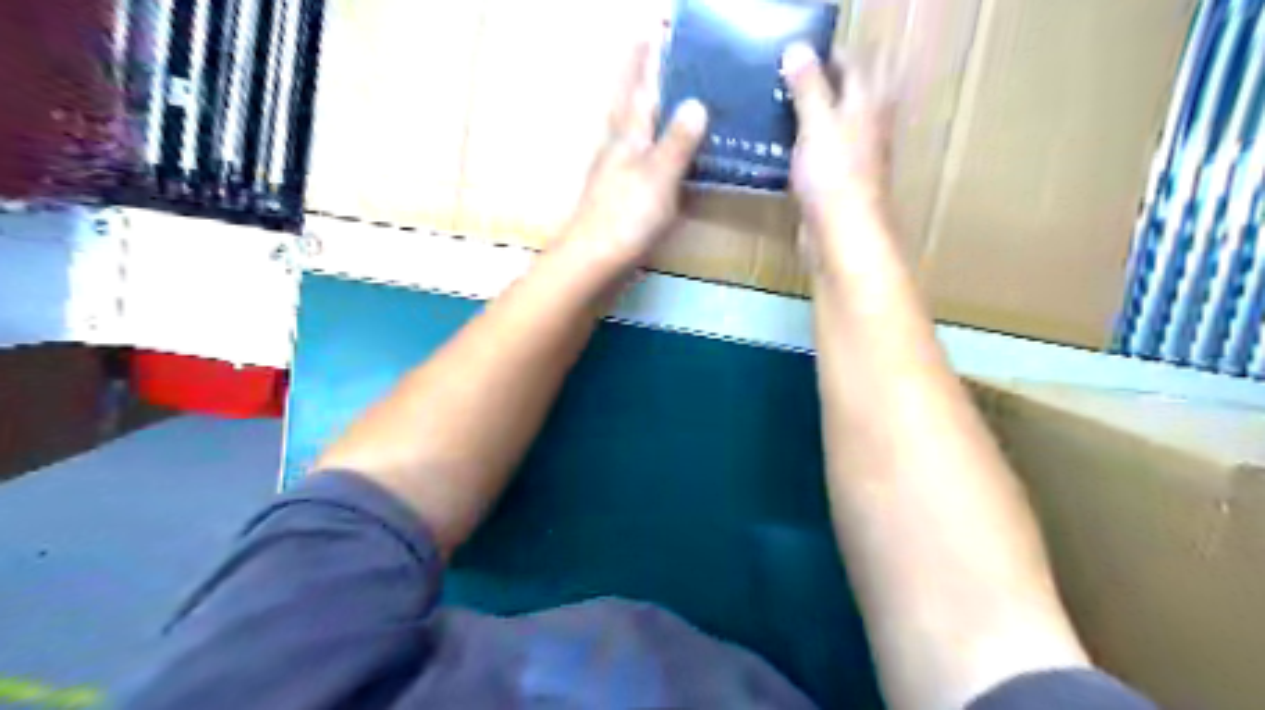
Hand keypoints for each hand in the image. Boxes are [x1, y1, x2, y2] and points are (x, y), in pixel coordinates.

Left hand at [554, 40, 711, 280]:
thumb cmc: (626, 217)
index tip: (654, 28)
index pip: (641, 87)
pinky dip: (658, 153)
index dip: (648, 58)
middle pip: (634, 107)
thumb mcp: (657, 175)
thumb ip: (676, 142)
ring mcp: (619, 177)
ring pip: (639, 136)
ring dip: (652, 115)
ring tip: (674, 101)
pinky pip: (645, 165)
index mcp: (628, 137)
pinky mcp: (624, 201)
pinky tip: (669, 160)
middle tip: (666, 56)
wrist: (594, 264)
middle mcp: (620, 151)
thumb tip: (695, 103)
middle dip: (646, 80)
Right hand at [777, 43, 893, 234]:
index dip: (830, 55)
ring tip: (782, 109)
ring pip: (838, 126)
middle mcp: (867, 127)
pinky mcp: (841, 184)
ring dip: (816, 116)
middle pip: (850, 94)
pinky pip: (825, 155)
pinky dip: (808, 146)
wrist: (843, 234)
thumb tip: (798, 47)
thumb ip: (808, 86)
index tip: (800, 53)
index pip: (854, 65)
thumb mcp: (817, 124)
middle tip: (790, 80)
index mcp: (866, 104)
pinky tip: (788, 150)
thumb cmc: (834, 175)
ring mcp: (857, 158)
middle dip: (826, 84)